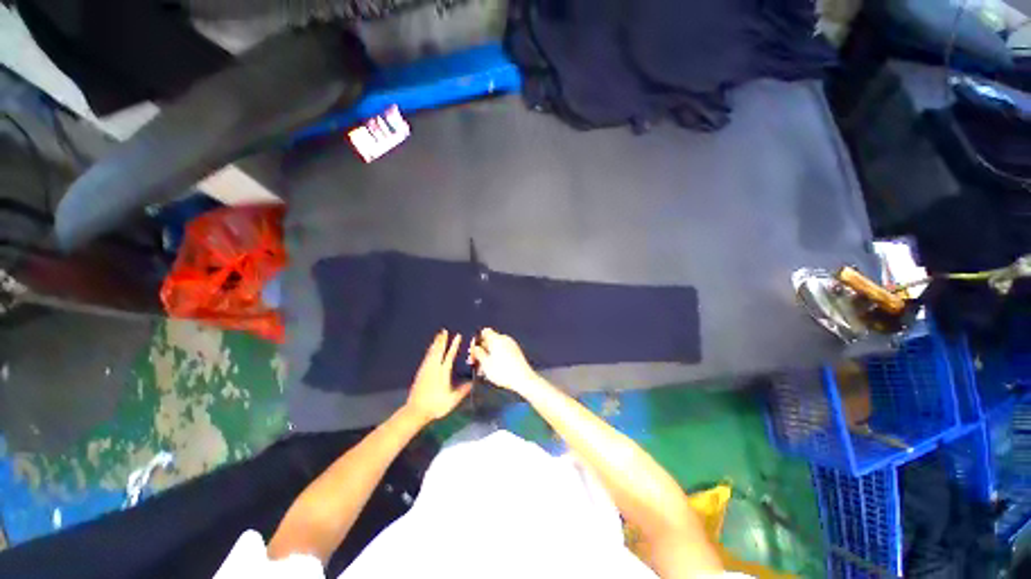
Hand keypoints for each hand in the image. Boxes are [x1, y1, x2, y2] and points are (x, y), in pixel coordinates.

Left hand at [405, 330, 471, 423]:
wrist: (416, 411)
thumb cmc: (436, 405)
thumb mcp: (452, 400)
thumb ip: (463, 390)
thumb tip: (473, 383)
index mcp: (443, 372)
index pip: (450, 355)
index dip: (454, 345)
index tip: (458, 336)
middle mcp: (434, 368)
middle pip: (438, 350)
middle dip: (442, 340)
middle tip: (444, 330)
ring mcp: (426, 369)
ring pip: (431, 352)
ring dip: (436, 343)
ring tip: (438, 336)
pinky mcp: (420, 372)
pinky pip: (427, 357)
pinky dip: (430, 350)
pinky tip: (431, 350)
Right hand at [468, 328, 541, 394]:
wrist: (523, 379)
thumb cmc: (504, 372)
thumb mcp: (485, 364)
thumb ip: (478, 353)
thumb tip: (475, 348)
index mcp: (497, 339)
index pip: (485, 332)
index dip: (477, 339)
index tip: (473, 349)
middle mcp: (505, 339)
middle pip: (490, 341)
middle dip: (481, 350)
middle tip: (475, 362)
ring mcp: (511, 345)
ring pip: (495, 348)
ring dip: (488, 356)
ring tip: (483, 370)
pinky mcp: (515, 352)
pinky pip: (502, 351)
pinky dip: (496, 358)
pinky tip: (492, 369)